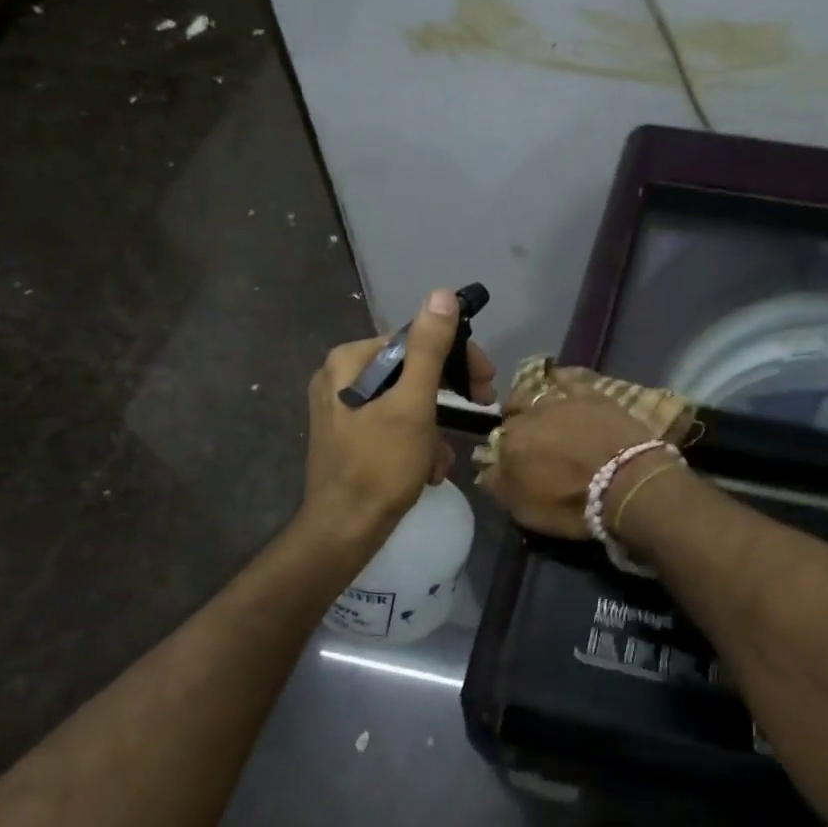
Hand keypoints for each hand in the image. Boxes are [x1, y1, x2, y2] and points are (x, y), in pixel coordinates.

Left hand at [304, 289, 496, 539]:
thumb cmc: (379, 464)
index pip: (415, 341)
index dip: (457, 358)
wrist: (344, 531)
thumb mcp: (412, 404)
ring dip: (435, 427)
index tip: (487, 381)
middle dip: (447, 396)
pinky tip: (428, 470)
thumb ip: (429, 349)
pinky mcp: (350, 437)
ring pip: (407, 402)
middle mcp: (340, 378)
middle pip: (411, 371)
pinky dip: (417, 443)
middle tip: (482, 407)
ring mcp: (343, 409)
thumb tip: (442, 294)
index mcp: (349, 361)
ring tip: (444, 458)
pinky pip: (394, 425)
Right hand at [478, 368, 655, 537]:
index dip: (505, 452)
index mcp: (511, 443)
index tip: (515, 462)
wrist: (625, 481)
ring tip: (540, 411)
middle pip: (514, 413)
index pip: (498, 442)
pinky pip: (568, 378)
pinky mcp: (590, 395)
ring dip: (534, 402)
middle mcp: (530, 416)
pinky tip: (557, 377)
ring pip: (536, 393)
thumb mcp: (525, 510)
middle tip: (528, 437)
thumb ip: (500, 485)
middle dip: (515, 421)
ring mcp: (561, 401)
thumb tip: (487, 470)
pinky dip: (560, 377)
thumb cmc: (572, 503)